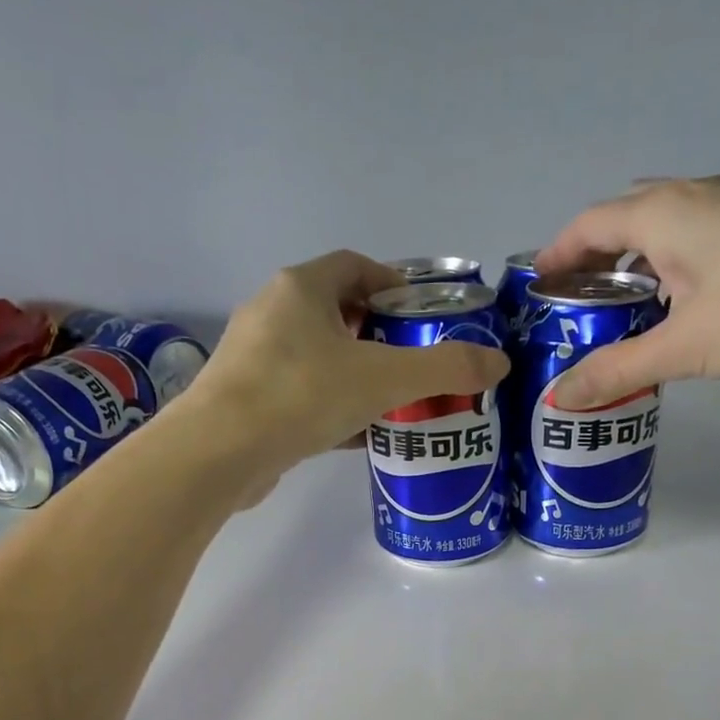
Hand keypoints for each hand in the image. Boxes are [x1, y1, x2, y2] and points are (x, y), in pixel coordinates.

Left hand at [181, 250, 508, 477]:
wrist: (220, 453)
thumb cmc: (301, 395)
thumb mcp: (384, 378)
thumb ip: (444, 368)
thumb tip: (499, 363)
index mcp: (301, 288)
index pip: (355, 266)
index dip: (394, 283)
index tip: (423, 314)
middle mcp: (272, 314)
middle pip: (339, 313)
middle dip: (381, 336)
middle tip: (417, 364)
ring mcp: (255, 359)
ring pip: (320, 359)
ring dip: (358, 375)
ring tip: (397, 402)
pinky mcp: (249, 402)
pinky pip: (304, 396)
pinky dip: (335, 408)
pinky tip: (362, 435)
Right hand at [536, 176, 719, 407]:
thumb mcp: (682, 347)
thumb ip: (617, 371)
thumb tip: (559, 397)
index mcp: (662, 213)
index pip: (589, 224)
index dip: (557, 254)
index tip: (537, 285)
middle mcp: (695, 194)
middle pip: (625, 219)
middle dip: (594, 259)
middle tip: (579, 304)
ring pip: (665, 227)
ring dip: (636, 262)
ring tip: (625, 310)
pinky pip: (697, 235)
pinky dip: (672, 263)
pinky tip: (684, 303)